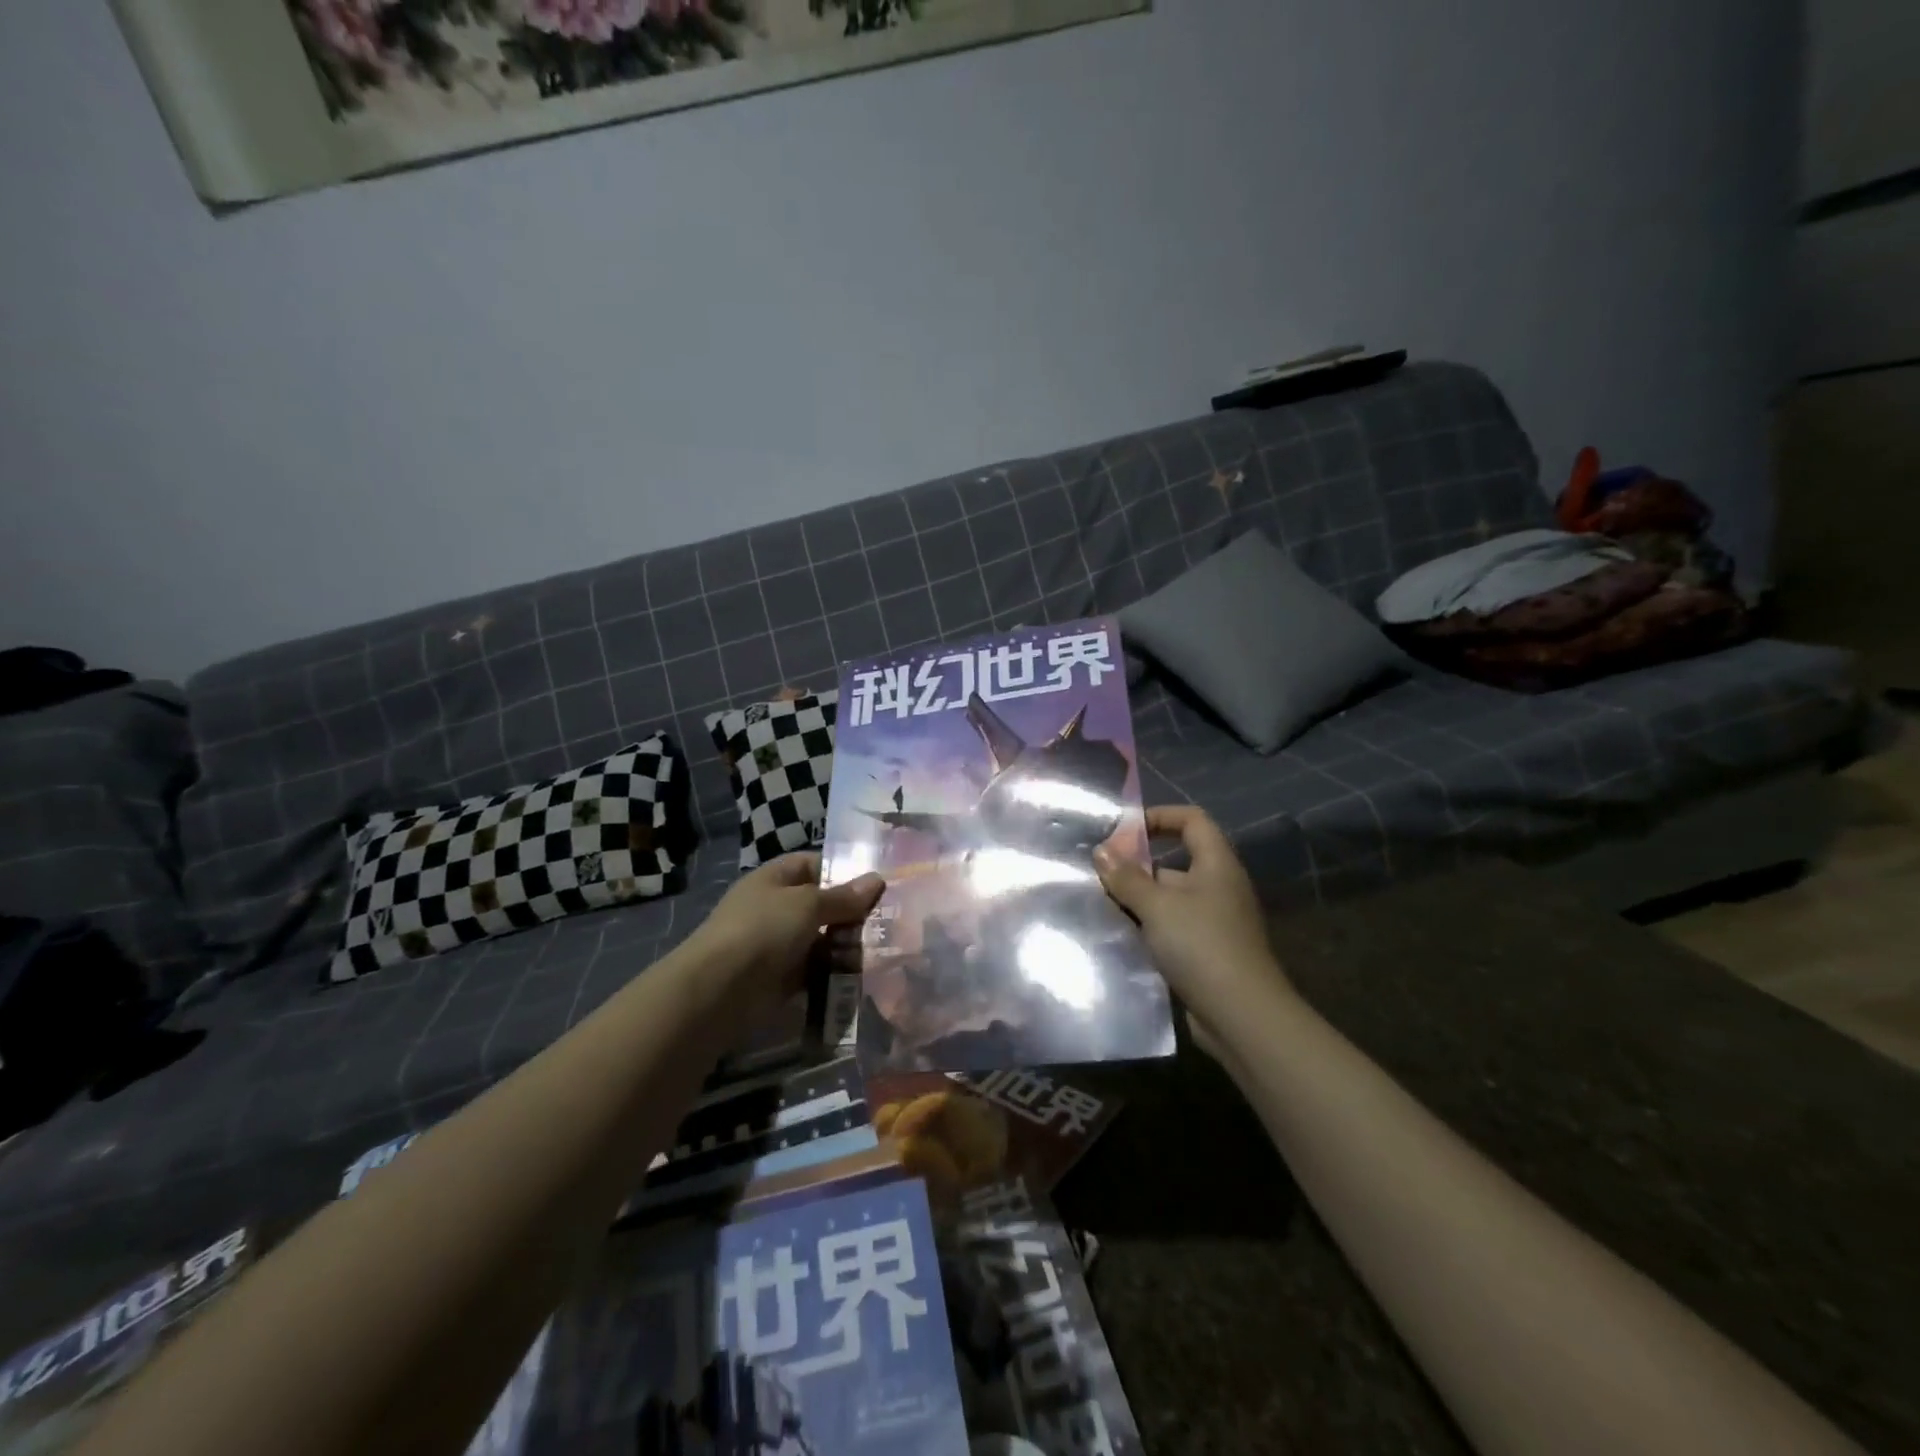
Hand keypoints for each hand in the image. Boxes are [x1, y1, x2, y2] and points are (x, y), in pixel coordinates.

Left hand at [692, 853, 884, 1016]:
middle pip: (820, 904)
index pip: (812, 865)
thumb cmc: (764, 929)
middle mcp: (775, 908)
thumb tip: (877, 880)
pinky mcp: (781, 978)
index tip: (876, 883)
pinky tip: (863, 974)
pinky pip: (815, 970)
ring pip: (820, 939)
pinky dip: (834, 972)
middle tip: (891, 919)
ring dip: (846, 944)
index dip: (842, 870)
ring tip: (885, 948)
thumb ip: (843, 897)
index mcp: (774, 879)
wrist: (720, 990)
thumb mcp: (808, 904)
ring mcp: (777, 944)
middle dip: (851, 912)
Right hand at [1093, 805, 1292, 1036]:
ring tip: (1099, 902)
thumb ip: (1126, 877)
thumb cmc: (1201, 945)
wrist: (1241, 1015)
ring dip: (1138, 899)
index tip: (1124, 830)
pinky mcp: (1206, 952)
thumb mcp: (1157, 906)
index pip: (1192, 820)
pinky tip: (1119, 935)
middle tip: (1099, 872)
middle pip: (1176, 860)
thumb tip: (1101, 851)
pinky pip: (1172, 927)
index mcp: (1216, 864)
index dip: (1159, 816)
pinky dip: (1147, 927)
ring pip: (1169, 897)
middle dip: (1137, 864)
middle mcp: (1218, 887)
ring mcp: (1214, 921)